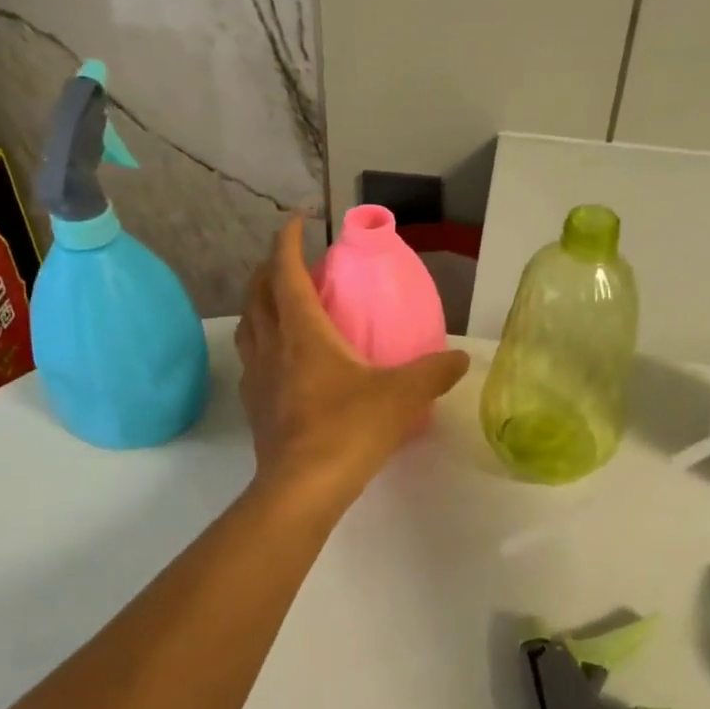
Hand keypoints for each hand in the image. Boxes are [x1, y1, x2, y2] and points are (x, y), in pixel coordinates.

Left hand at [236, 217, 468, 499]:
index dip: (288, 241)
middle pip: (258, 293)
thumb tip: (461, 358)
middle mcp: (272, 346)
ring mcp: (257, 377)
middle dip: (270, 268)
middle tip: (292, 261)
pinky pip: (252, 359)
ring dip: (260, 305)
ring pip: (249, 326)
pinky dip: (262, 344)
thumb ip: (434, 372)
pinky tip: (282, 360)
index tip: (297, 220)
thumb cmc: (349, 429)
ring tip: (281, 304)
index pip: (286, 272)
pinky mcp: (255, 406)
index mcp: (303, 331)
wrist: (302, 488)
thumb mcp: (402, 396)